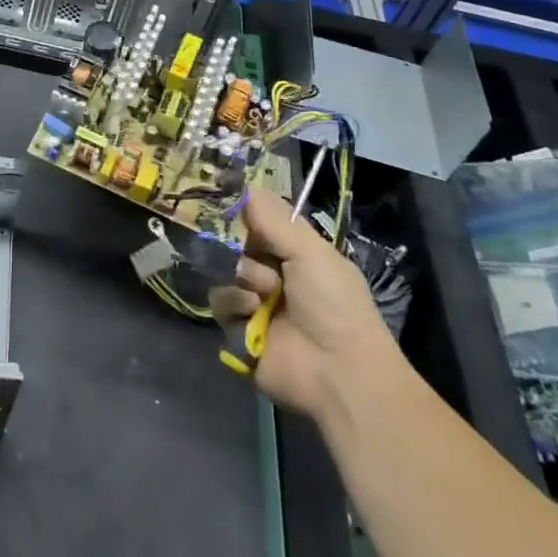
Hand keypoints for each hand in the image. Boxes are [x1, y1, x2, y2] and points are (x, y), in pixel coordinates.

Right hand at [211, 191, 393, 419]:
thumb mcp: (309, 251)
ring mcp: (252, 301)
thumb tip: (243, 184)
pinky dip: (234, 304)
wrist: (339, 372)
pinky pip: (218, 303)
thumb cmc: (333, 302)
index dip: (241, 208)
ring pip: (222, 270)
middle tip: (248, 249)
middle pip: (233, 241)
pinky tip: (253, 313)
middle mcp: (270, 271)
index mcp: (292, 250)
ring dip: (243, 277)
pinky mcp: (237, 330)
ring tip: (264, 293)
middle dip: (239, 244)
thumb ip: (272, 218)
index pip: (257, 218)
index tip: (223, 195)